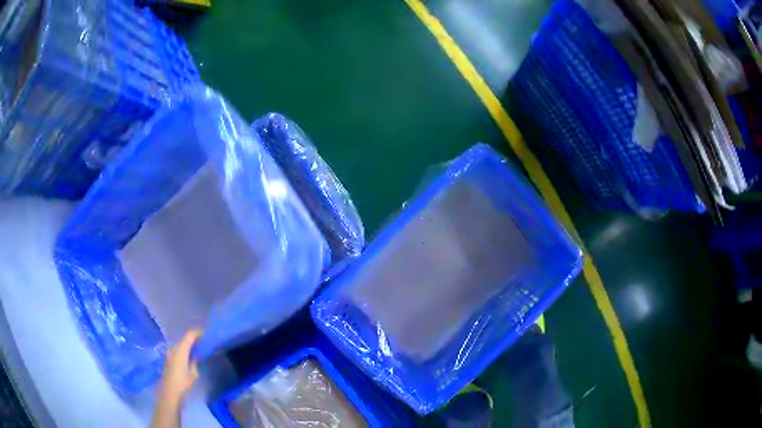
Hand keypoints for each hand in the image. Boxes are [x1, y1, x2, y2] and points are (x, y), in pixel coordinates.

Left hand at [159, 329, 202, 403]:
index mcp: (180, 350)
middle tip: (204, 342)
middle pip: (184, 339)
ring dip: (189, 345)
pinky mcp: (169, 358)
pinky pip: (178, 350)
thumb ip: (195, 361)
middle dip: (194, 339)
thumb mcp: (193, 373)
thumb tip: (197, 355)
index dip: (198, 333)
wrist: (170, 390)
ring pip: (181, 344)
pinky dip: (185, 350)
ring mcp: (170, 353)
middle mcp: (174, 348)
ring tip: (199, 349)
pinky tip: (190, 356)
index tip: (206, 334)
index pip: (189, 335)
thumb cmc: (183, 382)